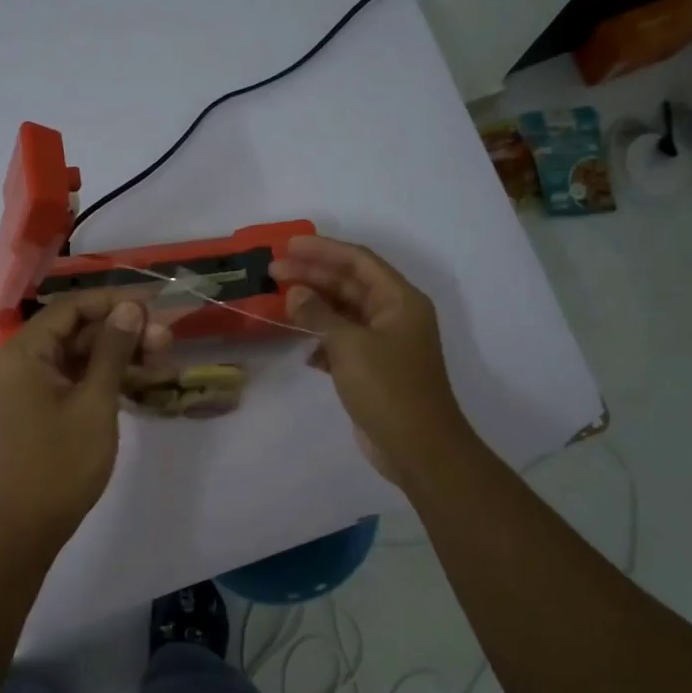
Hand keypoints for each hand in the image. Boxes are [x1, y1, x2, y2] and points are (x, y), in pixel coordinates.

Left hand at [0, 291, 171, 545]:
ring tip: (161, 362)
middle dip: (122, 331)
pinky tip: (140, 380)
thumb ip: (112, 350)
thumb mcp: (94, 402)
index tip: (156, 306)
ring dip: (118, 354)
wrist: (28, 524)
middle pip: (77, 330)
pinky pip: (76, 378)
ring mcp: (30, 386)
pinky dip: (105, 377)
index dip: (114, 302)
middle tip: (166, 342)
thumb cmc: (60, 462)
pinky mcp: (42, 407)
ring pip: (79, 355)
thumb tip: (130, 308)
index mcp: (25, 352)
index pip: (72, 308)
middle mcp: (22, 361)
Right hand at [270, 235, 476, 484]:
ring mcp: (385, 343)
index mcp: (400, 300)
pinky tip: (302, 346)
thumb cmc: (388, 388)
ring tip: (279, 302)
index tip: (288, 246)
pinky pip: (343, 342)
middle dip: (313, 275)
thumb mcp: (349, 346)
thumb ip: (319, 315)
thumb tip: (295, 294)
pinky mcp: (373, 369)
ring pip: (344, 313)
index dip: (323, 250)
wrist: (417, 446)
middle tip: (273, 271)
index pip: (358, 261)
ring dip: (314, 307)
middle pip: (350, 284)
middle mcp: (395, 315)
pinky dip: (322, 340)